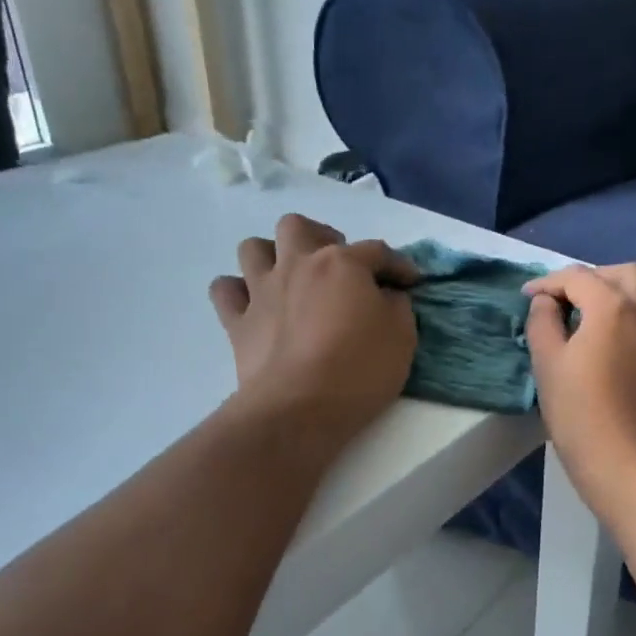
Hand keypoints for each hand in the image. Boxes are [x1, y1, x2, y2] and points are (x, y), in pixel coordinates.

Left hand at [210, 215, 418, 443]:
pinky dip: (238, 291)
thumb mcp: (402, 336)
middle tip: (337, 266)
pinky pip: (225, 290)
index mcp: (341, 263)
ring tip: (290, 277)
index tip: (411, 282)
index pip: (376, 251)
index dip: (398, 265)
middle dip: (320, 237)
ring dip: (272, 255)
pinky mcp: (237, 322)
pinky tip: (254, 304)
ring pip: (253, 248)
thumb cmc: (359, 369)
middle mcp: (297, 265)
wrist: (299, 408)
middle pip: (298, 226)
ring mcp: (261, 291)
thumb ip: (396, 305)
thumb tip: (386, 296)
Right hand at [524, 264, 635, 518]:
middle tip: (570, 299)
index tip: (528, 297)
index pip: (578, 277)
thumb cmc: (581, 416)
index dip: (548, 282)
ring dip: (633, 295)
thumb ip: (542, 323)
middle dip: (595, 278)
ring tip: (609, 314)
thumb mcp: (547, 366)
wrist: (633, 468)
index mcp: (612, 307)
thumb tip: (545, 302)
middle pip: (626, 274)